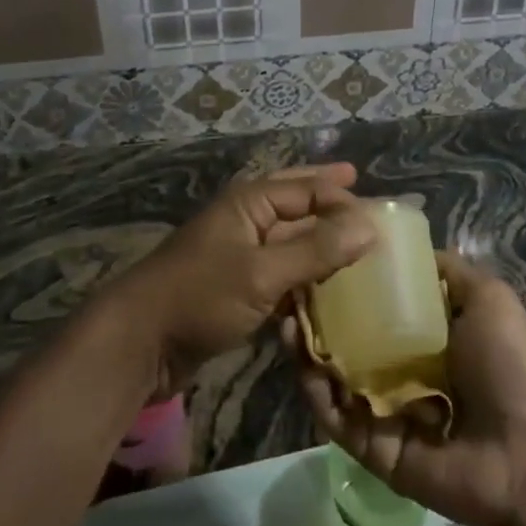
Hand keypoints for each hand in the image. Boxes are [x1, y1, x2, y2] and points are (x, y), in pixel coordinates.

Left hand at [111, 164, 374, 399]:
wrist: (139, 341)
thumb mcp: (262, 273)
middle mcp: (246, 219)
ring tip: (354, 238)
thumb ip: (316, 250)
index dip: (344, 197)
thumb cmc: (200, 296)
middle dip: (327, 194)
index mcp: (250, 202)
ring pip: (289, 238)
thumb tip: (370, 225)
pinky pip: (280, 272)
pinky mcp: (236, 288)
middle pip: (295, 201)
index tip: (385, 213)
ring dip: (319, 237)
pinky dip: (303, 274)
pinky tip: (325, 286)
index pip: (308, 189)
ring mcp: (239, 254)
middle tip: (361, 183)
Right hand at [293, 252, 525, 525]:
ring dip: (306, 348)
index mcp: (425, 335)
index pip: (375, 302)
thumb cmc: (508, 367)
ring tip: (285, 319)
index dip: (347, 279)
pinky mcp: (371, 447)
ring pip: (332, 373)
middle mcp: (399, 368)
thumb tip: (406, 247)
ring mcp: (382, 409)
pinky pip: (335, 417)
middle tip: (289, 288)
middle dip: (316, 312)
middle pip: (346, 336)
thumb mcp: (489, 299)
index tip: (318, 252)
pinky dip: (315, 392)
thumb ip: (448, 271)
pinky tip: (301, 361)